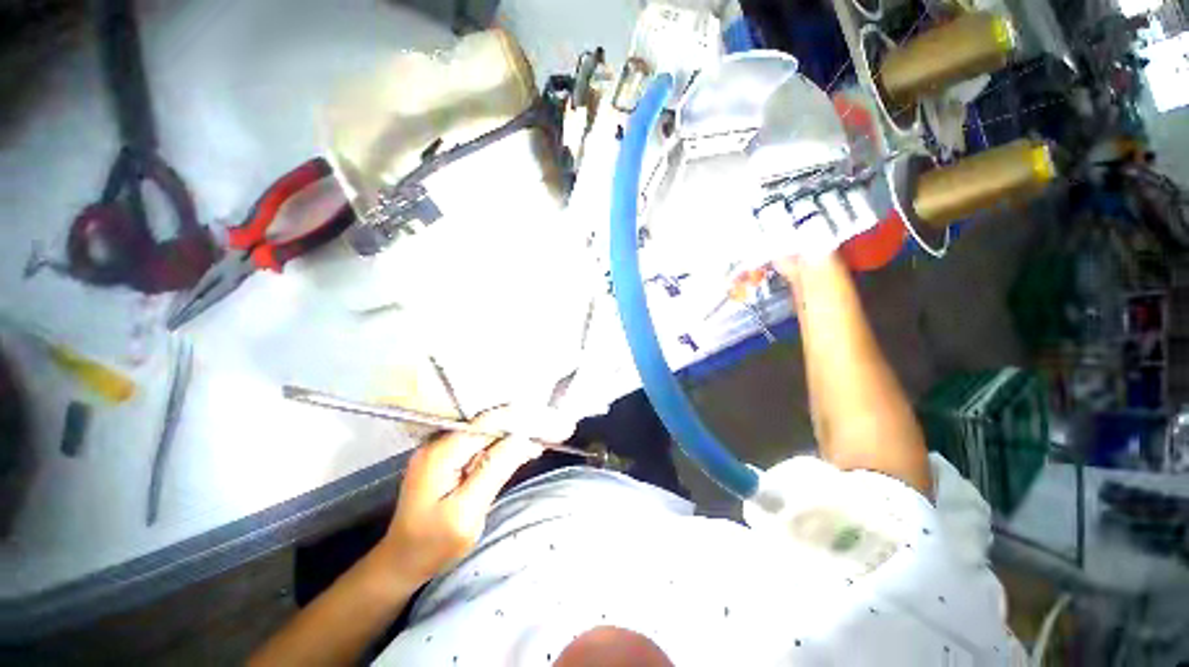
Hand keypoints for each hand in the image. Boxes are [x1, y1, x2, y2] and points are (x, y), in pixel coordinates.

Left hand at [377, 407, 575, 583]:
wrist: (401, 561)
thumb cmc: (432, 545)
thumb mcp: (466, 512)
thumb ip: (494, 470)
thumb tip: (522, 437)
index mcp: (442, 453)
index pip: (489, 423)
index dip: (521, 419)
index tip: (549, 422)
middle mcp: (440, 442)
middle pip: (489, 423)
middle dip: (522, 424)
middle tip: (552, 429)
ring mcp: (442, 449)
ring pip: (487, 432)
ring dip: (515, 434)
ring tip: (543, 438)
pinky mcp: (448, 458)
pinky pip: (481, 444)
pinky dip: (503, 446)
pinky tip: (522, 449)